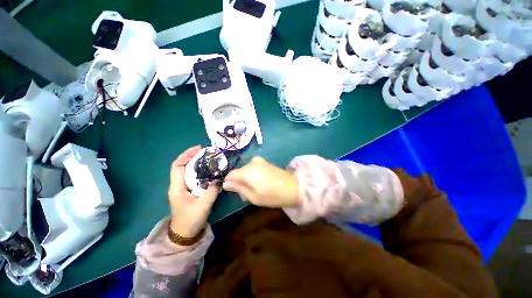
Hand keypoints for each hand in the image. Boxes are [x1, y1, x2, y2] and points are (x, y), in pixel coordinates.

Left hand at [168, 146, 220, 237]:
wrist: (185, 234)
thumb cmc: (191, 220)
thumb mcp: (203, 205)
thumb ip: (212, 190)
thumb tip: (220, 178)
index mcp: (177, 188)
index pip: (177, 166)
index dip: (186, 155)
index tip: (198, 149)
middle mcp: (178, 185)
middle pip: (183, 166)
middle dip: (193, 157)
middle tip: (207, 152)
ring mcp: (183, 188)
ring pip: (188, 171)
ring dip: (197, 163)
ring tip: (209, 158)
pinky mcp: (189, 191)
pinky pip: (194, 177)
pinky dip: (200, 171)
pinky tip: (209, 170)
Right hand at [223, 157, 300, 207]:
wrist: (293, 187)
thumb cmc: (272, 195)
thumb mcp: (253, 197)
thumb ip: (238, 188)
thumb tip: (225, 183)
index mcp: (247, 171)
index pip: (230, 174)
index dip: (229, 182)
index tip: (233, 191)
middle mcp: (252, 163)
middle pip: (239, 172)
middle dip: (239, 181)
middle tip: (246, 194)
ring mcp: (260, 161)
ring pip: (246, 170)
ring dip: (246, 179)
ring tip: (254, 189)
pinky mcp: (265, 162)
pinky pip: (253, 167)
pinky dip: (253, 175)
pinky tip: (260, 183)